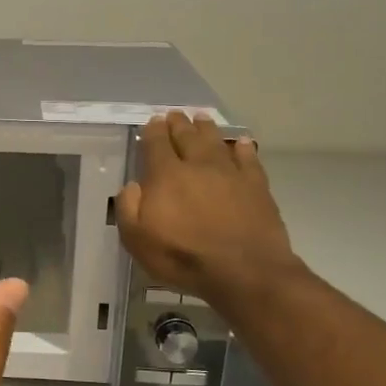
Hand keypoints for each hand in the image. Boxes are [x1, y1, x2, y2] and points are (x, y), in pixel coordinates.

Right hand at [116, 112, 304, 314]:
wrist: (244, 271)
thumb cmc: (183, 257)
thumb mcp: (138, 240)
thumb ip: (129, 208)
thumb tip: (132, 186)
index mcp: (166, 176)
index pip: (156, 144)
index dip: (152, 131)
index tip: (152, 121)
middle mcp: (198, 166)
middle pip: (186, 137)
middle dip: (178, 124)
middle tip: (175, 114)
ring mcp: (230, 173)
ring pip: (215, 142)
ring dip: (206, 128)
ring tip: (201, 118)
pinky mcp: (256, 186)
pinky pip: (248, 159)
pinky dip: (243, 148)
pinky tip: (241, 143)